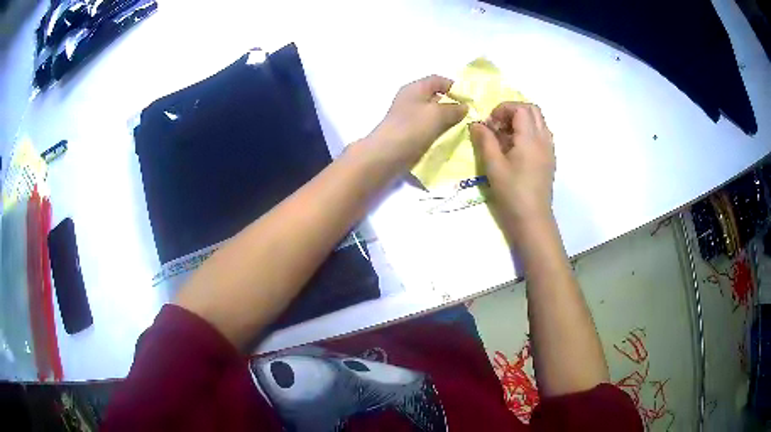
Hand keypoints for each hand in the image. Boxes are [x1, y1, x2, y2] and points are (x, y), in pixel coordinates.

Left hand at [366, 75, 467, 172]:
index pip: (438, 80)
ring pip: (433, 114)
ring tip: (464, 128)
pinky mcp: (409, 133)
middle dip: (453, 105)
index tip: (470, 99)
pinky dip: (439, 131)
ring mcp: (409, 117)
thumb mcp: (437, 114)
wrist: (386, 155)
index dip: (454, 87)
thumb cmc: (412, 128)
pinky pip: (428, 128)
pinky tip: (450, 139)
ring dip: (447, 120)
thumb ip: (454, 109)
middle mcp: (411, 99)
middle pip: (436, 97)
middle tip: (470, 116)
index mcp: (415, 88)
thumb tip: (465, 107)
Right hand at [470, 102, 554, 227]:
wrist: (532, 219)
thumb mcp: (493, 166)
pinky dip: (528, 132)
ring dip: (521, 121)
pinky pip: (541, 134)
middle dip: (513, 111)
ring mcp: (549, 149)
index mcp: (530, 138)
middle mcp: (544, 139)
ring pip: (539, 121)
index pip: (520, 108)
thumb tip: (476, 124)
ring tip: (506, 137)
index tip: (490, 123)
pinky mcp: (549, 159)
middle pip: (533, 110)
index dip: (503, 109)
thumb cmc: (512, 193)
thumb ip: (485, 140)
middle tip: (498, 126)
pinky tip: (516, 149)